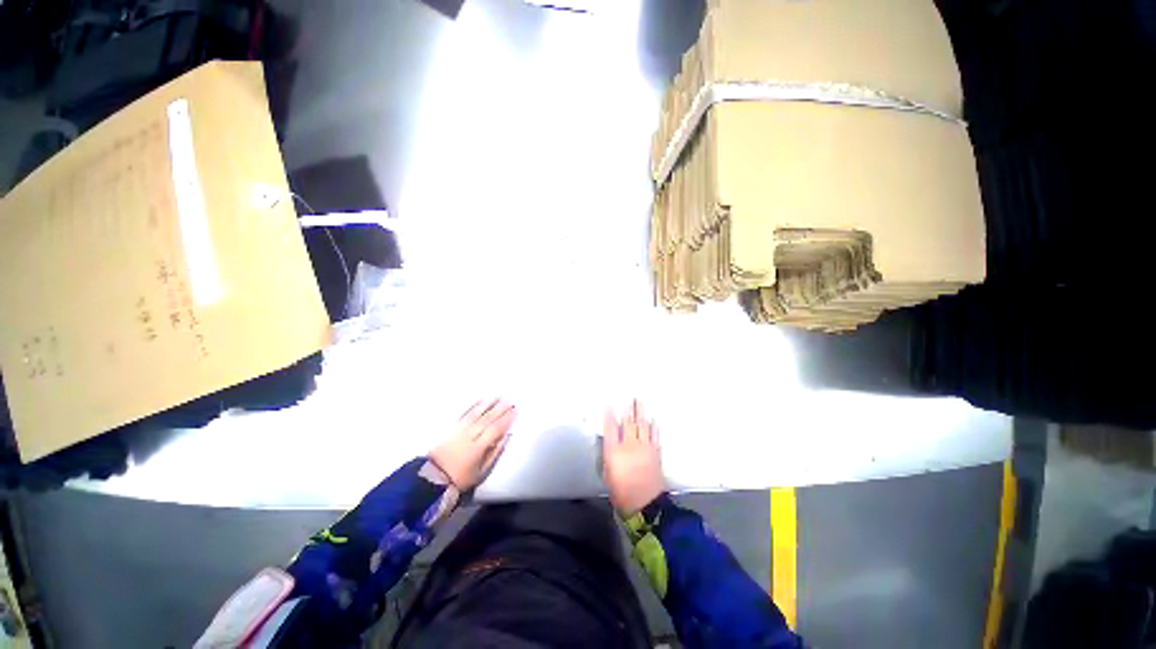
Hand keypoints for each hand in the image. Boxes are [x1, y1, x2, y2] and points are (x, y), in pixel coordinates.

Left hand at [429, 399, 515, 490]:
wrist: (432, 479)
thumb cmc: (461, 478)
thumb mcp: (481, 472)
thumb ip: (495, 454)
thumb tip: (506, 437)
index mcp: (478, 447)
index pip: (496, 429)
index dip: (507, 419)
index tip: (515, 410)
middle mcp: (470, 435)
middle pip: (488, 419)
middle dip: (500, 409)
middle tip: (510, 401)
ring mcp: (459, 430)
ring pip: (476, 414)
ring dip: (488, 404)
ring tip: (498, 396)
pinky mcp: (451, 428)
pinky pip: (463, 414)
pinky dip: (473, 405)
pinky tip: (480, 400)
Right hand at [603, 400, 664, 514]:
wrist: (645, 506)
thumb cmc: (621, 493)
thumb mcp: (607, 475)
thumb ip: (608, 456)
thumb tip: (609, 443)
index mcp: (614, 452)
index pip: (610, 428)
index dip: (609, 415)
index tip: (609, 404)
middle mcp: (629, 446)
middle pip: (628, 423)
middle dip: (628, 408)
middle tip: (629, 396)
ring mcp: (644, 448)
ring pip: (642, 425)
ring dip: (641, 412)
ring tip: (639, 401)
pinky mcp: (655, 453)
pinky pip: (654, 435)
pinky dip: (653, 426)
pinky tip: (653, 419)